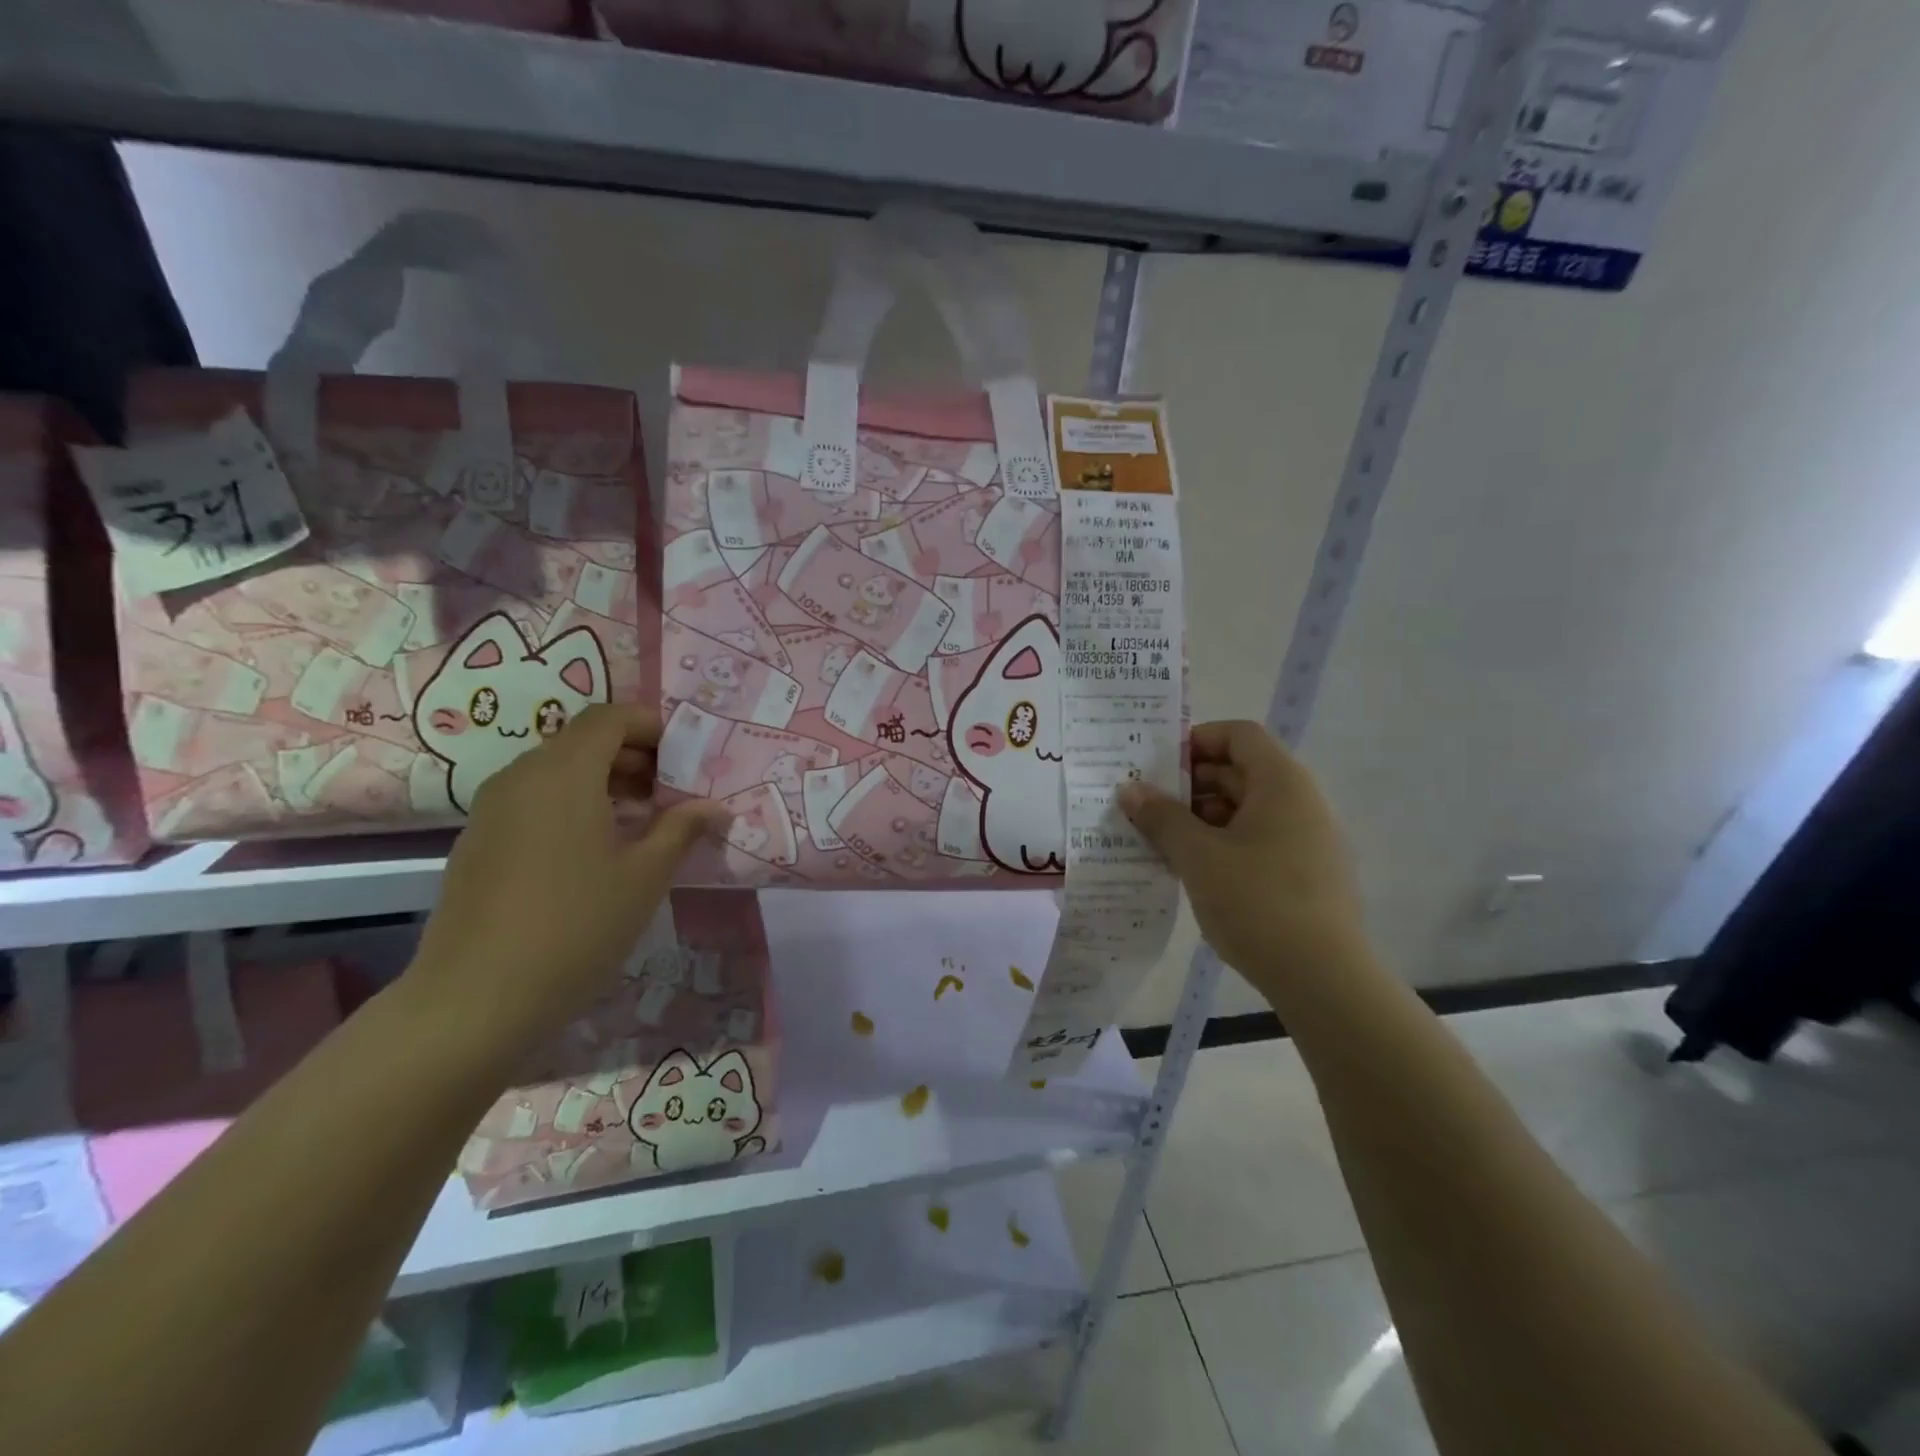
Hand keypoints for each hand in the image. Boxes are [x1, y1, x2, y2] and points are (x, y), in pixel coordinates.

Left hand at [406, 704, 728, 1064]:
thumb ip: (681, 829)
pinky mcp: (478, 840)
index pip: (609, 717)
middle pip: (582, 740)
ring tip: (641, 823)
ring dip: (604, 781)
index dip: (651, 726)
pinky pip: (533, 799)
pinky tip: (595, 851)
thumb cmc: (576, 927)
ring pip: (556, 770)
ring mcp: (492, 808)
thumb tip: (714, 806)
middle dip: (633, 756)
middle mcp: (522, 776)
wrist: (474, 999)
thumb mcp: (645, 876)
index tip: (684, 758)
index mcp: (564, 774)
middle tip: (671, 793)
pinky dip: (572, 804)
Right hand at [1118, 720, 1368, 1003]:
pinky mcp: (1307, 874)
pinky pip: (1258, 841)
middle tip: (1147, 807)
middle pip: (1240, 772)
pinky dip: (1223, 844)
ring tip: (1162, 842)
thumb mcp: (1197, 855)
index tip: (1157, 768)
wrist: (1324, 979)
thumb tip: (1129, 789)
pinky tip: (1193, 871)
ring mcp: (1308, 839)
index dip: (1196, 742)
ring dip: (1202, 818)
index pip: (1239, 735)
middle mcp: (1301, 802)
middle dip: (1190, 786)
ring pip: (1246, 810)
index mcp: (1281, 783)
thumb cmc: (1257, 902)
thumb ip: (1161, 817)